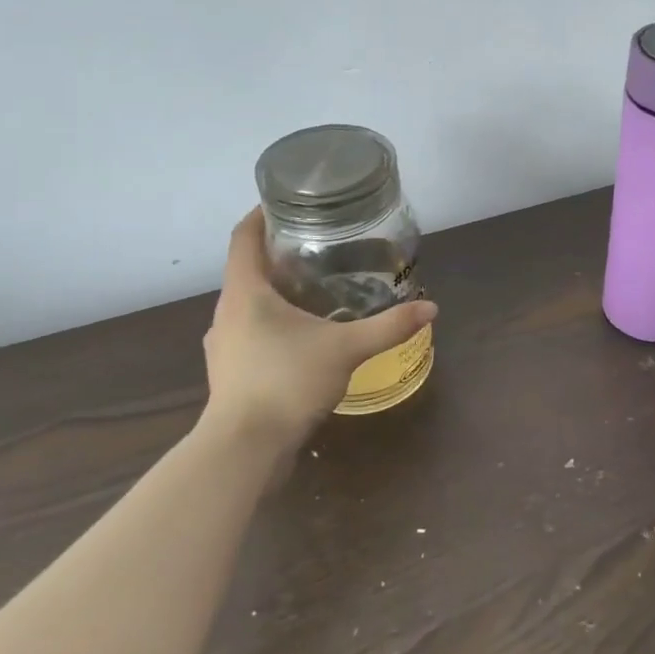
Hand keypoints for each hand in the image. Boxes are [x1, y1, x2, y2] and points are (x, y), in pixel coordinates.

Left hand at [199, 209, 437, 457]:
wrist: (244, 450)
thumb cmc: (287, 382)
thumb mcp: (346, 349)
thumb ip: (389, 326)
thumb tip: (430, 308)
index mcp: (245, 293)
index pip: (242, 239)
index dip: (259, 216)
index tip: (284, 203)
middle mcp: (227, 314)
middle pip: (248, 271)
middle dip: (279, 257)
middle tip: (319, 249)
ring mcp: (224, 346)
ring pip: (249, 306)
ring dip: (276, 294)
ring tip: (315, 292)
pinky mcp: (230, 374)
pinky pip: (252, 334)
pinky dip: (274, 326)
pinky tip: (305, 339)